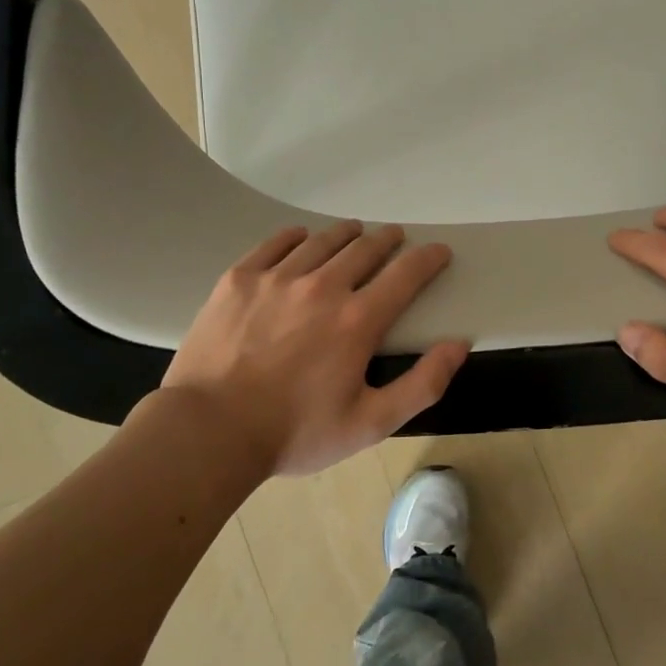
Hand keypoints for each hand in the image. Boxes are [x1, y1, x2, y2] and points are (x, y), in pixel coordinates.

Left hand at [160, 222, 469, 476]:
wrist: (208, 431)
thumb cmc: (295, 433)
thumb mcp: (370, 424)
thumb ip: (422, 384)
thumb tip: (457, 345)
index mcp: (357, 320)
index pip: (406, 274)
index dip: (428, 258)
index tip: (438, 250)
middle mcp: (322, 287)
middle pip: (365, 248)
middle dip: (388, 240)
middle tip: (395, 238)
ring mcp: (277, 278)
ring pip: (323, 240)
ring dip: (347, 234)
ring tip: (355, 233)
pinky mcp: (239, 279)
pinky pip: (276, 242)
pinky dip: (297, 236)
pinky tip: (302, 238)